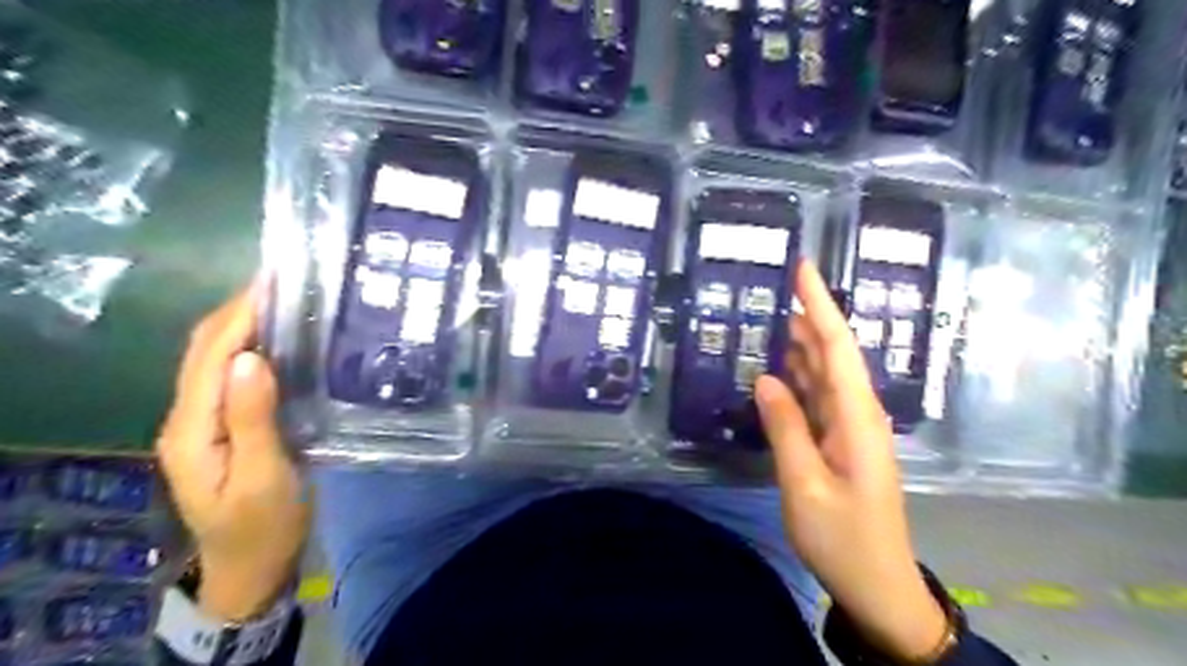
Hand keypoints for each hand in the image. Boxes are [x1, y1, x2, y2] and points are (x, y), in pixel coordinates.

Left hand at [157, 282, 309, 622]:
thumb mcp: (264, 476)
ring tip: (285, 300)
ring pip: (216, 360)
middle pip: (205, 351)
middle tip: (285, 281)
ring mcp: (204, 422)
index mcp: (193, 429)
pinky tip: (281, 340)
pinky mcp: (224, 426)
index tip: (274, 280)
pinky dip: (252, 348)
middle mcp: (189, 417)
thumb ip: (253, 418)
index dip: (239, 315)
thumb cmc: (264, 524)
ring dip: (244, 325)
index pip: (211, 356)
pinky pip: (231, 376)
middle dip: (238, 310)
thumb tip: (252, 358)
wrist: (252, 564)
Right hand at [761, 264, 946, 663]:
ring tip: (770, 317)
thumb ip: (786, 427)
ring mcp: (850, 428)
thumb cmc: (842, 537)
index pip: (837, 347)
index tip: (803, 268)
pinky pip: (817, 399)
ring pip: (823, 374)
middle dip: (808, 317)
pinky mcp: (840, 441)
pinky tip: (777, 369)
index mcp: (857, 417)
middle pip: (832, 353)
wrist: (877, 583)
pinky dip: (797, 378)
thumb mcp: (804, 483)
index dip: (820, 305)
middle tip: (772, 288)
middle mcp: (858, 413)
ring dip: (800, 345)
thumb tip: (766, 378)